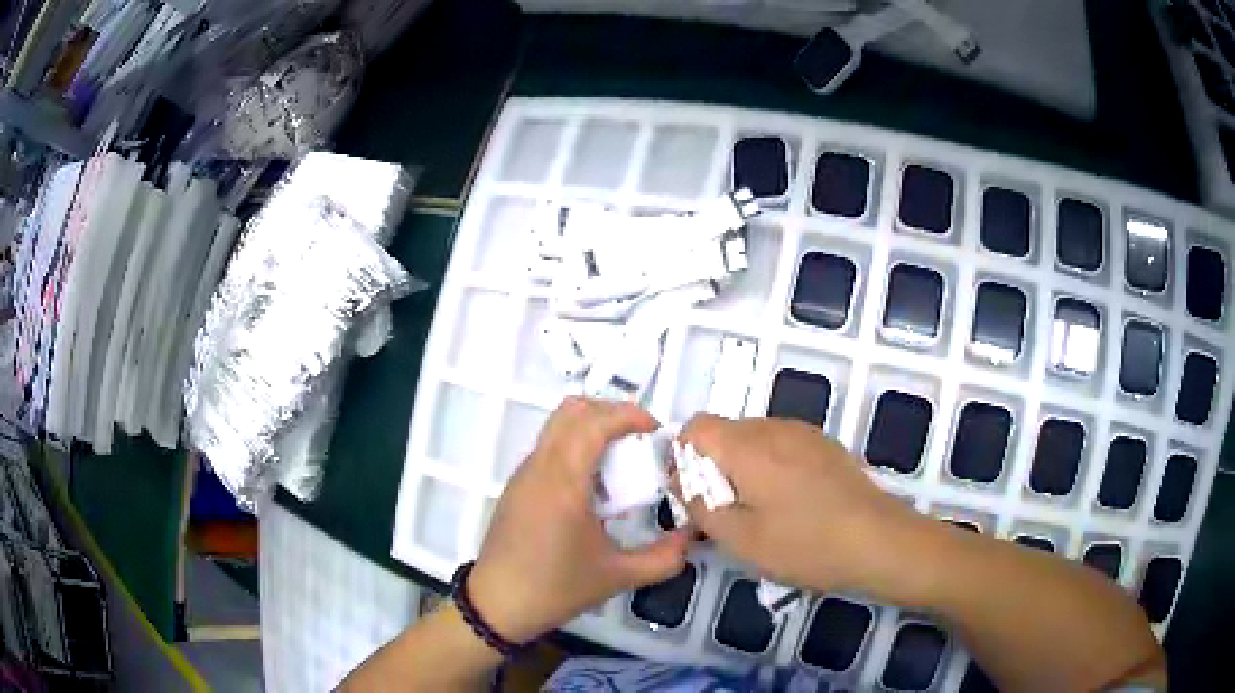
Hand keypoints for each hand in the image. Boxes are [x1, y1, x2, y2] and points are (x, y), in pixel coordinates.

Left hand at [468, 397, 689, 642]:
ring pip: (557, 426)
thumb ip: (664, 558)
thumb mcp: (618, 577)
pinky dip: (575, 446)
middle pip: (572, 410)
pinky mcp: (517, 485)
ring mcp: (524, 474)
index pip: (593, 422)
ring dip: (592, 428)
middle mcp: (540, 467)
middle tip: (640, 439)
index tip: (655, 430)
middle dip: (611, 413)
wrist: (498, 604)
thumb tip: (692, 536)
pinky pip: (549, 447)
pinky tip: (593, 486)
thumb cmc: (557, 588)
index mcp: (564, 483)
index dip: (628, 415)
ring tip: (620, 461)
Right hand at [677, 414, 922, 593]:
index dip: (684, 458)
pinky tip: (792, 506)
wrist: (878, 541)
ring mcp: (804, 433)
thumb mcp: (739, 538)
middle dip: (714, 468)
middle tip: (727, 514)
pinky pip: (782, 446)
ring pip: (755, 441)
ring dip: (744, 470)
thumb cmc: (804, 544)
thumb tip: (680, 480)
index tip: (696, 496)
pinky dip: (772, 469)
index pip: (696, 427)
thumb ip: (699, 505)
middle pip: (726, 433)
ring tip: (762, 514)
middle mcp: (774, 427)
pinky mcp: (826, 445)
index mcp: (747, 445)